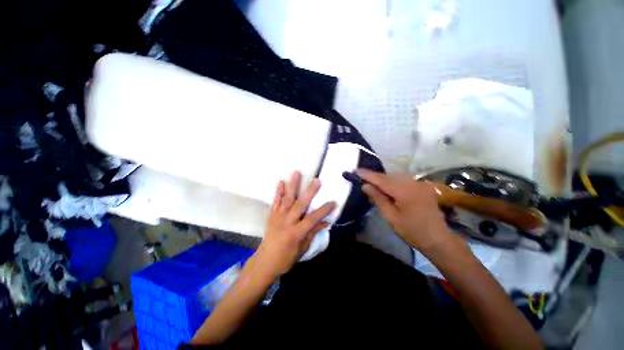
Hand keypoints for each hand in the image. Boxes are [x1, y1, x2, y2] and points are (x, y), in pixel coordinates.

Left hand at [256, 171, 334, 277]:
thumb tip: (325, 222)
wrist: (265, 261)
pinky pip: (275, 202)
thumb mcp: (303, 248)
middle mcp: (287, 222)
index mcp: (296, 232)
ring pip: (287, 199)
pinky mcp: (272, 215)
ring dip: (293, 185)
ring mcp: (278, 217)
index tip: (333, 202)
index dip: (323, 210)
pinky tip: (281, 182)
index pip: (312, 218)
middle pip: (300, 204)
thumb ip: (313, 232)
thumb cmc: (286, 258)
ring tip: (297, 173)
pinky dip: (278, 192)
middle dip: (309, 192)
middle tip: (317, 180)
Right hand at [358, 169, 454, 254]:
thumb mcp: (391, 217)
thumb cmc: (412, 231)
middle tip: (362, 178)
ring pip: (396, 177)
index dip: (367, 175)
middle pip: (388, 176)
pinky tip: (387, 188)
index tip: (356, 170)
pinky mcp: (422, 187)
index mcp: (404, 191)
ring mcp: (419, 184)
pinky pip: (403, 180)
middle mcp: (413, 183)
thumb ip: (378, 199)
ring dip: (383, 179)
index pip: (381, 179)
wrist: (438, 240)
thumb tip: (365, 186)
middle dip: (374, 177)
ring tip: (372, 184)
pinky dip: (393, 182)